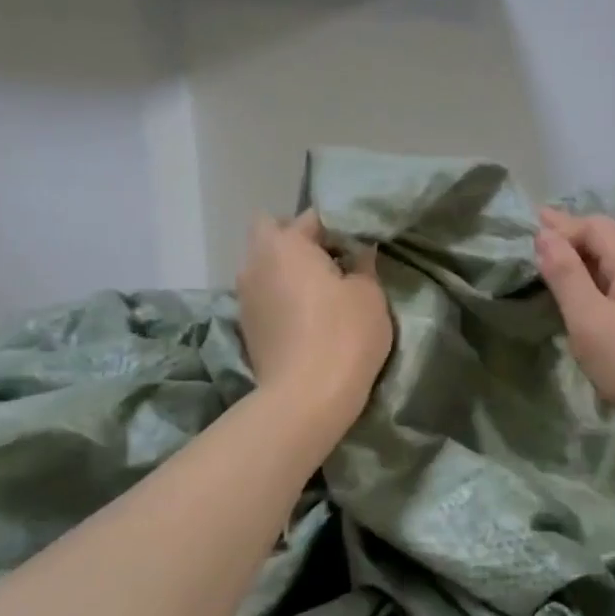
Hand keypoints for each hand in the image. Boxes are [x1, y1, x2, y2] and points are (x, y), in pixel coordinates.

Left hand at [238, 211, 391, 431]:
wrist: (306, 398)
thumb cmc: (344, 335)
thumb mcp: (369, 294)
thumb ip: (363, 263)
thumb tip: (359, 250)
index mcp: (285, 244)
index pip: (313, 217)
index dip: (339, 226)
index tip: (360, 245)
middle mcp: (255, 262)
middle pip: (272, 231)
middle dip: (299, 238)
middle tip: (332, 260)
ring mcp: (245, 296)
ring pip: (264, 264)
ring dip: (288, 269)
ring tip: (322, 290)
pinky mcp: (246, 326)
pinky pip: (264, 294)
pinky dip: (282, 295)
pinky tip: (307, 316)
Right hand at [533, 208, 614, 456]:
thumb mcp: (589, 318)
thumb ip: (566, 274)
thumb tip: (544, 234)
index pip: (595, 226)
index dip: (562, 226)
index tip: (528, 230)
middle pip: (607, 242)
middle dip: (571, 237)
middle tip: (535, 235)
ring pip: (612, 267)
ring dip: (581, 261)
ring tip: (551, 262)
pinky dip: (592, 285)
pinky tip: (579, 298)